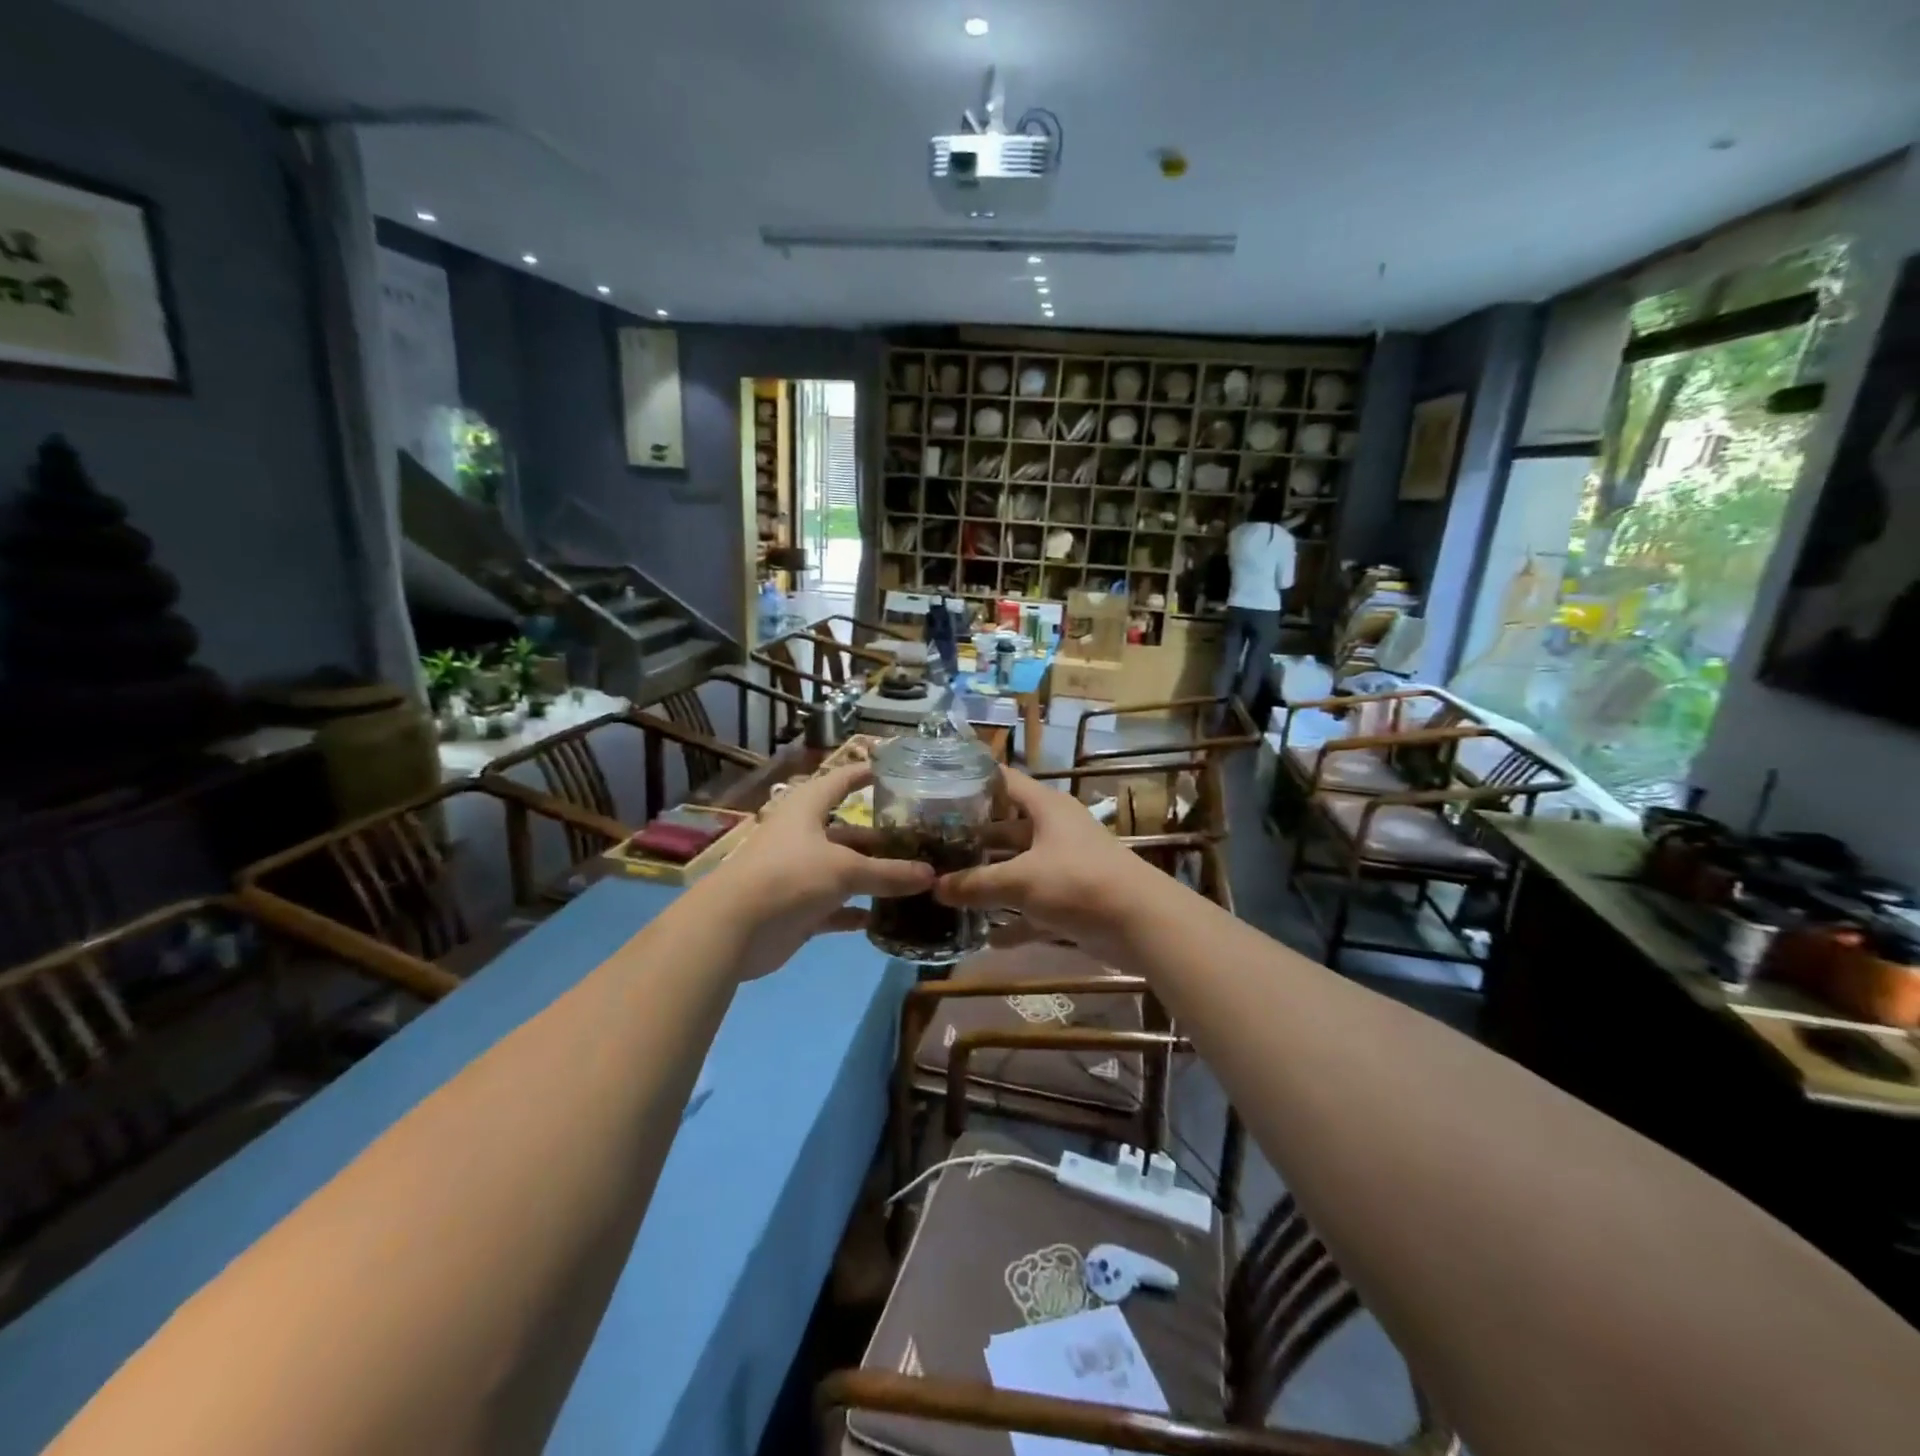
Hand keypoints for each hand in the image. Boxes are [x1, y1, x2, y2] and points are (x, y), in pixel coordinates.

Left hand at [692, 763, 934, 979]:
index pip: (842, 780)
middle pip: (849, 831)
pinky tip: (884, 917)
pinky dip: (857, 911)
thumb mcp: (845, 869)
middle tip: (921, 841)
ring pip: (844, 870)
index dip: (866, 773)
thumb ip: (889, 873)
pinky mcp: (798, 908)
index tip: (898, 770)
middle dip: (882, 837)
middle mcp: (803, 836)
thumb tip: (931, 875)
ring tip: (913, 879)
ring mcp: (800, 873)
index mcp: (807, 809)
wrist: (733, 928)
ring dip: (873, 876)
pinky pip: (836, 906)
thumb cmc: (789, 877)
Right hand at [933, 768, 1168, 965]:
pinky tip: (985, 936)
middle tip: (932, 848)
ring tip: (948, 888)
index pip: (1003, 781)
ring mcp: (1064, 865)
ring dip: (990, 879)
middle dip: (973, 839)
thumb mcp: (1020, 880)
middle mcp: (1054, 830)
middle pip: (1006, 827)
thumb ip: (976, 884)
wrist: (1141, 923)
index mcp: (1045, 808)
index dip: (972, 781)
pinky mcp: (1071, 899)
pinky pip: (1033, 905)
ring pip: (1018, 867)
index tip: (934, 790)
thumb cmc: (1078, 882)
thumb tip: (935, 887)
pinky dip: (1013, 919)